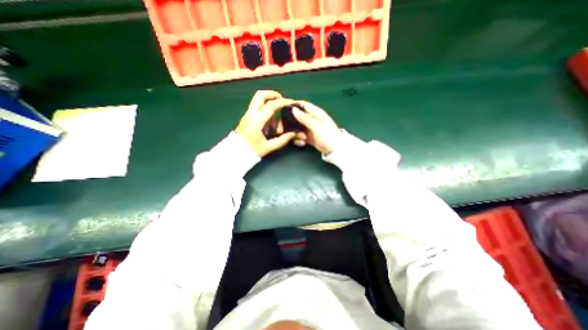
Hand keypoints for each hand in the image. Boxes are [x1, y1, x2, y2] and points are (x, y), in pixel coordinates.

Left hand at [236, 90, 296, 156]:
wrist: (235, 153)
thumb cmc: (252, 150)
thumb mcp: (268, 147)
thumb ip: (282, 140)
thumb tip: (293, 134)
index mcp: (256, 121)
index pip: (270, 106)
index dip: (282, 102)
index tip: (291, 103)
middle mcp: (251, 114)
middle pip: (261, 95)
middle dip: (273, 94)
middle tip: (282, 101)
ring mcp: (247, 114)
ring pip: (257, 99)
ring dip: (269, 101)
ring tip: (276, 116)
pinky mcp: (246, 117)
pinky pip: (257, 107)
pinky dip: (265, 108)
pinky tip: (270, 121)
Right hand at [289, 101, 340, 154]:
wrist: (335, 151)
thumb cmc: (327, 136)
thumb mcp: (316, 126)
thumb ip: (305, 118)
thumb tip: (293, 109)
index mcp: (317, 113)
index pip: (304, 105)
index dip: (294, 105)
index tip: (284, 109)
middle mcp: (313, 119)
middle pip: (299, 117)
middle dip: (293, 122)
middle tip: (288, 128)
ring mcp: (311, 129)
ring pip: (299, 127)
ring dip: (297, 133)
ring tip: (302, 138)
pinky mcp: (310, 137)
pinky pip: (301, 136)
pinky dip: (300, 139)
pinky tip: (302, 143)